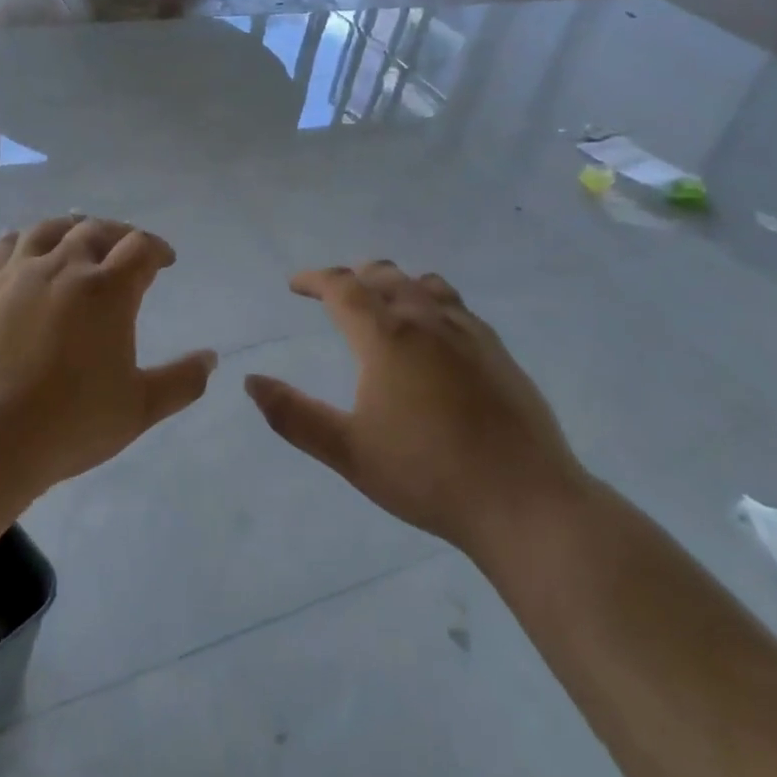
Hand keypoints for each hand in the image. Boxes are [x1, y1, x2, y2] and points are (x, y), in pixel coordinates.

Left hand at [0, 215, 215, 488]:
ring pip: (48, 230)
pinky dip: (18, 239)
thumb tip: (211, 358)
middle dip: (118, 234)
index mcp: (107, 290)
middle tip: (126, 247)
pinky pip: (2, 249)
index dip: (157, 249)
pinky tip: (20, 242)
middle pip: (95, 230)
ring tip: (78, 233)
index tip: (165, 261)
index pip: (140, 247)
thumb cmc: (70, 423)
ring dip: (70, 227)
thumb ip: (182, 381)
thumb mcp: (139, 408)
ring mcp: (18, 274)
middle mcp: (64, 268)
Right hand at [245, 262, 583, 559]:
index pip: (342, 287)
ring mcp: (468, 332)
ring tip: (382, 302)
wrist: (525, 501)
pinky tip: (433, 332)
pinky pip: (456, 306)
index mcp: (387, 337)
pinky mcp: (498, 350)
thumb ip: (294, 415)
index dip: (314, 279)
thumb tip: (251, 382)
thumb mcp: (349, 452)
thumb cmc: (427, 475)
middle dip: (353, 277)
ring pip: (424, 285)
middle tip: (333, 292)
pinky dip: (430, 301)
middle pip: (384, 276)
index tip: (295, 284)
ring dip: (394, 284)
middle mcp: (426, 320)